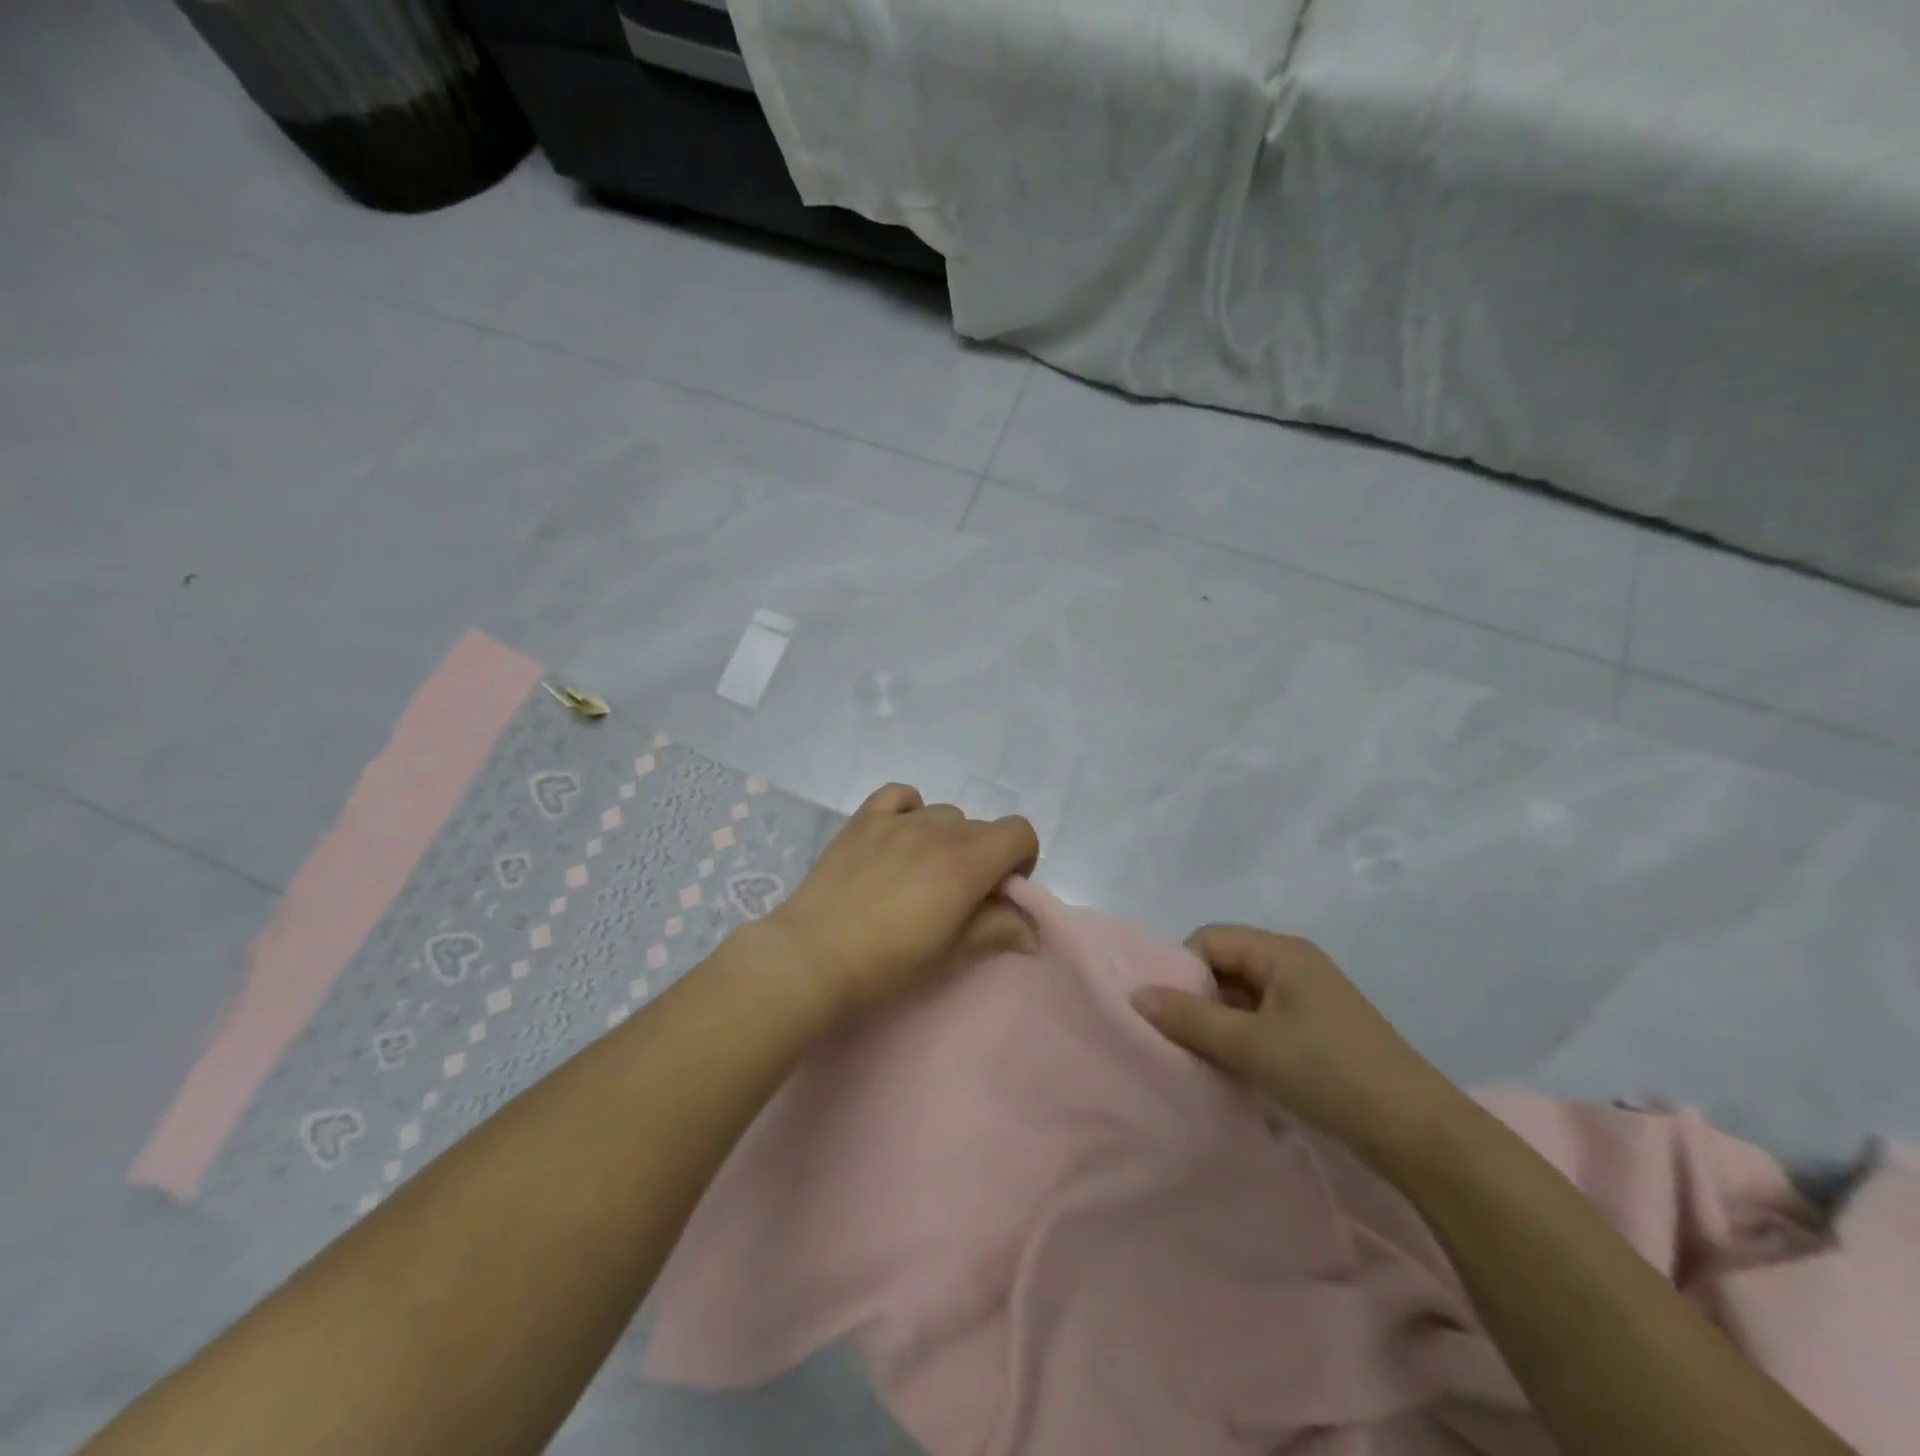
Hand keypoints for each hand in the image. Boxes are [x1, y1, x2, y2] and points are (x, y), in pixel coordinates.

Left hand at [762, 783, 1039, 1017]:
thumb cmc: (890, 962)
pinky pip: (901, 795)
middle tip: (957, 895)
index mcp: (968, 861)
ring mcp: (898, 820)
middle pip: (981, 827)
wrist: (814, 956)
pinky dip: (910, 809)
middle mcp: (938, 829)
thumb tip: (1031, 932)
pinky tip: (898, 836)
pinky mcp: (864, 820)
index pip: (1020, 831)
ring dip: (946, 838)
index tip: (998, 891)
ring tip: (920, 872)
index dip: (1020, 859)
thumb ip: (997, 930)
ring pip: (943, 814)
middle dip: (982, 856)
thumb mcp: (952, 952)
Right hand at [1131, 926, 1470, 1174]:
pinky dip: (1243, 1039)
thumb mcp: (1251, 1045)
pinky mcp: (1317, 1030)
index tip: (1171, 1014)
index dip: (1183, 971)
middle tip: (1182, 1040)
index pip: (1209, 940)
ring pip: (1242, 996)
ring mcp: (1308, 998)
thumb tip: (1136, 995)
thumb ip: (1190, 1018)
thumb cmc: (1330, 1073)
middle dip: (1198, 999)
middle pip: (1224, 965)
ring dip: (1220, 1024)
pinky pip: (1263, 1020)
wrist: (1420, 1134)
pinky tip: (1236, 1070)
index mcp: (1281, 952)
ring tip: (1205, 1059)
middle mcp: (1294, 964)